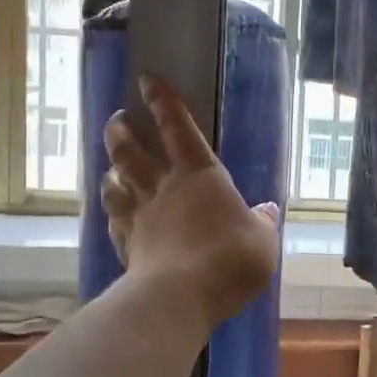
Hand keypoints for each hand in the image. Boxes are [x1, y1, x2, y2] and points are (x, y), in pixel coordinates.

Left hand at [102, 74, 280, 332]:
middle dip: (121, 130)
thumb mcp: (263, 240)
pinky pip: (112, 220)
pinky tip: (112, 214)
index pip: (177, 127)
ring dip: (110, 169)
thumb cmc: (230, 259)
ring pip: (114, 182)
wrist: (181, 296)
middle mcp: (163, 186)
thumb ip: (262, 223)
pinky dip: (111, 212)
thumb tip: (267, 210)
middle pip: (131, 149)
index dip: (162, 101)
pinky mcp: (126, 244)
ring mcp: (139, 215)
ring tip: (111, 166)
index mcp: (199, 174)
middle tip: (118, 119)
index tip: (147, 80)